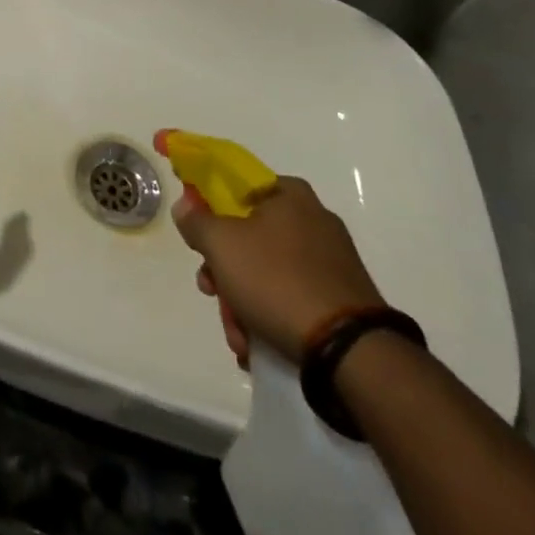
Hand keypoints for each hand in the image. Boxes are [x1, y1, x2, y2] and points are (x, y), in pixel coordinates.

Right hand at [166, 165, 384, 369]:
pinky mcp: (339, 298)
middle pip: (248, 234)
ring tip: (238, 334)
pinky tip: (257, 343)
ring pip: (265, 271)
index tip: (196, 231)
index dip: (209, 203)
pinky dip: (269, 315)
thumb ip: (196, 220)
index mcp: (290, 194)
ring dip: (241, 300)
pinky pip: (290, 296)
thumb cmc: (277, 280)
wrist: (348, 350)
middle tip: (211, 289)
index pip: (238, 184)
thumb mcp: (221, 244)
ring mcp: (330, 261)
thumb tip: (186, 205)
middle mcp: (313, 219)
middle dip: (223, 268)